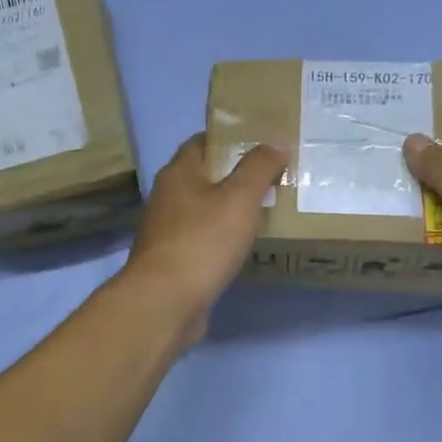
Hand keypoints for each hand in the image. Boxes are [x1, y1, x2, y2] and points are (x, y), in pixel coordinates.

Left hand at [123, 134, 287, 347]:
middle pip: (204, 177)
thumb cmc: (202, 241)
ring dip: (229, 210)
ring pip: (204, 210)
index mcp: (179, 173)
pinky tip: (243, 246)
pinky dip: (222, 238)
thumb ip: (259, 168)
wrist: (165, 302)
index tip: (263, 143)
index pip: (203, 142)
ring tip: (266, 210)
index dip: (231, 139)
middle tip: (273, 178)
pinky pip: (203, 239)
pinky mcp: (174, 260)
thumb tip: (275, 142)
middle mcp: (168, 197)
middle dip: (235, 176)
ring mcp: (168, 231)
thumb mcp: (239, 198)